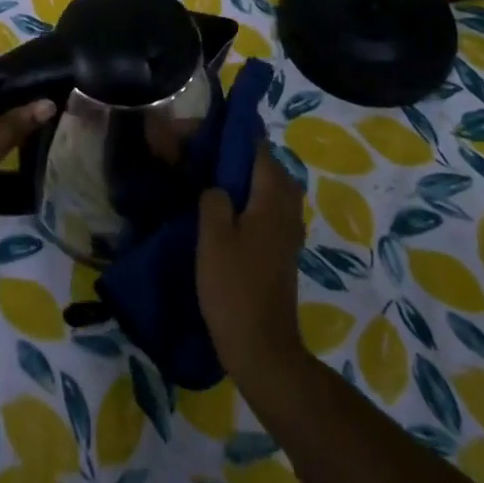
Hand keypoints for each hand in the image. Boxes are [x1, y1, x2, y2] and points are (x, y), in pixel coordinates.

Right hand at [197, 143, 307, 383]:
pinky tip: (218, 212)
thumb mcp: (213, 237)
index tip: (199, 133)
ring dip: (237, 177)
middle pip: (263, 162)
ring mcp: (288, 229)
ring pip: (264, 185)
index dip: (228, 133)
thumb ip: (214, 198)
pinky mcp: (281, 248)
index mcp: (273, 196)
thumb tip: (216, 184)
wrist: (262, 349)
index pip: (256, 145)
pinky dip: (244, 199)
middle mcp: (287, 206)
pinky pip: (265, 207)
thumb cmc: (235, 289)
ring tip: (202, 180)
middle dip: (231, 153)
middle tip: (196, 156)